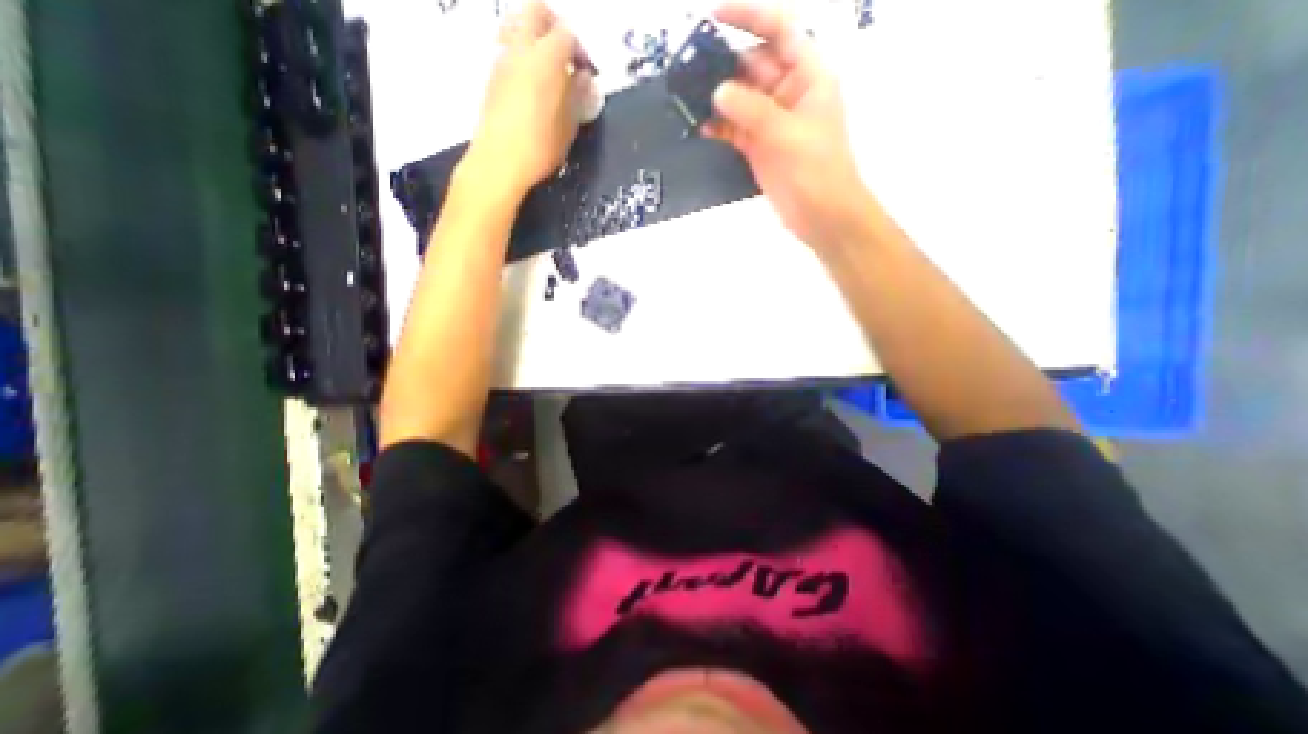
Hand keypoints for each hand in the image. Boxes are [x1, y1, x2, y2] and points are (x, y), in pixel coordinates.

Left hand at [462, 0, 591, 196]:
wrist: (499, 160)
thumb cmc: (540, 146)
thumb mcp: (569, 126)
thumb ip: (578, 96)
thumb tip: (584, 79)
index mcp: (546, 59)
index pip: (567, 33)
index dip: (581, 49)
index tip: (587, 71)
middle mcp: (521, 49)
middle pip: (536, 10)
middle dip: (555, 25)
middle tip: (567, 53)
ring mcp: (502, 59)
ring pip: (517, 25)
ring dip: (535, 37)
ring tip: (548, 68)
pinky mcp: (491, 75)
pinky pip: (508, 48)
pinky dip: (522, 54)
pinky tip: (532, 84)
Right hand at [706, 1, 875, 252]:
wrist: (821, 215)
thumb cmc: (815, 170)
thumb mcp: (786, 134)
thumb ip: (752, 110)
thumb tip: (717, 92)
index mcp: (807, 76)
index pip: (779, 31)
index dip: (749, 17)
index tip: (715, 16)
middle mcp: (788, 93)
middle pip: (752, 66)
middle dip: (724, 65)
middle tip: (689, 69)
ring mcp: (771, 122)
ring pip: (740, 99)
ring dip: (717, 98)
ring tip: (687, 98)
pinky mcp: (759, 147)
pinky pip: (735, 129)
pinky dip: (718, 127)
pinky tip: (699, 127)